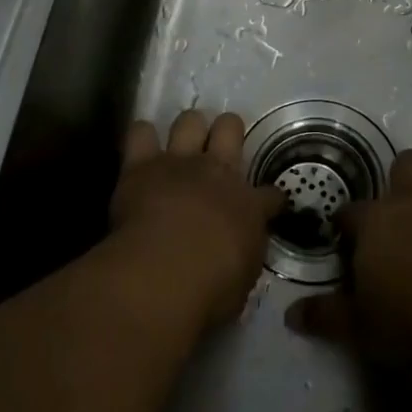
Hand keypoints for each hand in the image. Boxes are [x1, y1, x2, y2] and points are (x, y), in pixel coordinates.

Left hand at [108, 110, 284, 336]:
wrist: (164, 274)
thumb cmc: (209, 290)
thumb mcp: (241, 282)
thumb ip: (243, 259)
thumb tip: (241, 253)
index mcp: (249, 206)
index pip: (271, 195)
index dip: (271, 200)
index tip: (269, 208)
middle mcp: (217, 172)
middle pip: (230, 128)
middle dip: (228, 132)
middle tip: (220, 149)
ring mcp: (179, 163)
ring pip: (189, 120)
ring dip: (186, 130)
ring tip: (181, 145)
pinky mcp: (141, 166)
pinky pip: (140, 134)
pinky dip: (142, 139)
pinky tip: (141, 151)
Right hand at [286, 148, 411, 362]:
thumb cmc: (406, 319)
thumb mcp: (358, 326)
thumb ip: (325, 316)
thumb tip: (291, 315)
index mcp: (376, 221)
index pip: (351, 211)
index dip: (346, 222)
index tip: (344, 236)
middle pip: (406, 164)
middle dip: (402, 177)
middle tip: (400, 209)